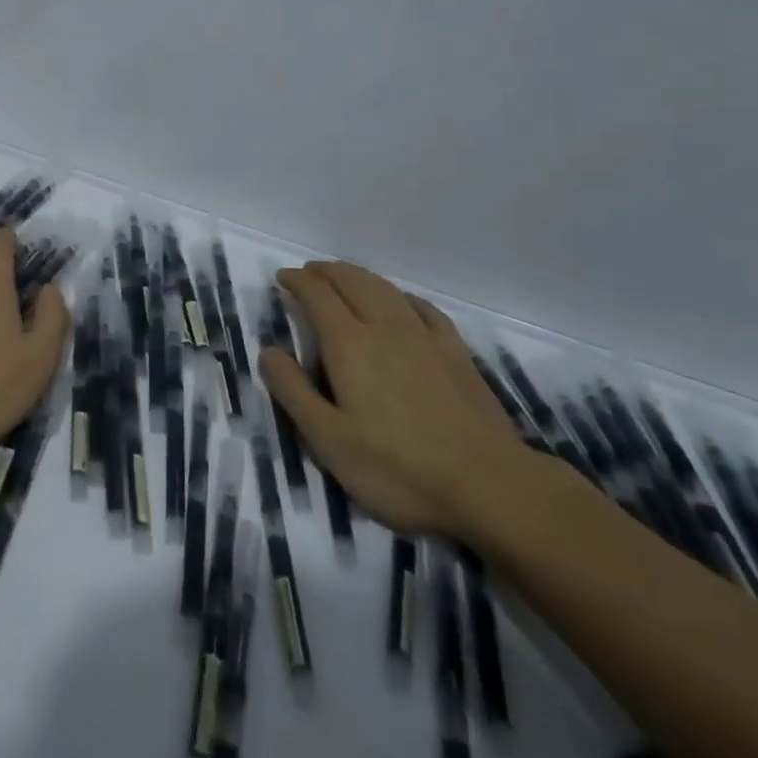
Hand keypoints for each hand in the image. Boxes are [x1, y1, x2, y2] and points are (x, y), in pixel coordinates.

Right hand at [258, 261, 524, 540]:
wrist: (490, 486)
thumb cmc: (399, 468)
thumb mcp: (330, 441)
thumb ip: (294, 392)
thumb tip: (267, 350)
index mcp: (349, 343)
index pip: (317, 294)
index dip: (297, 281)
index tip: (283, 278)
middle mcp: (384, 326)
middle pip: (351, 281)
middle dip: (326, 271)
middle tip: (309, 273)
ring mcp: (425, 337)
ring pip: (385, 288)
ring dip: (359, 276)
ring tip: (345, 278)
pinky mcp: (457, 353)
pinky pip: (424, 308)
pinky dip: (402, 296)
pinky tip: (402, 303)